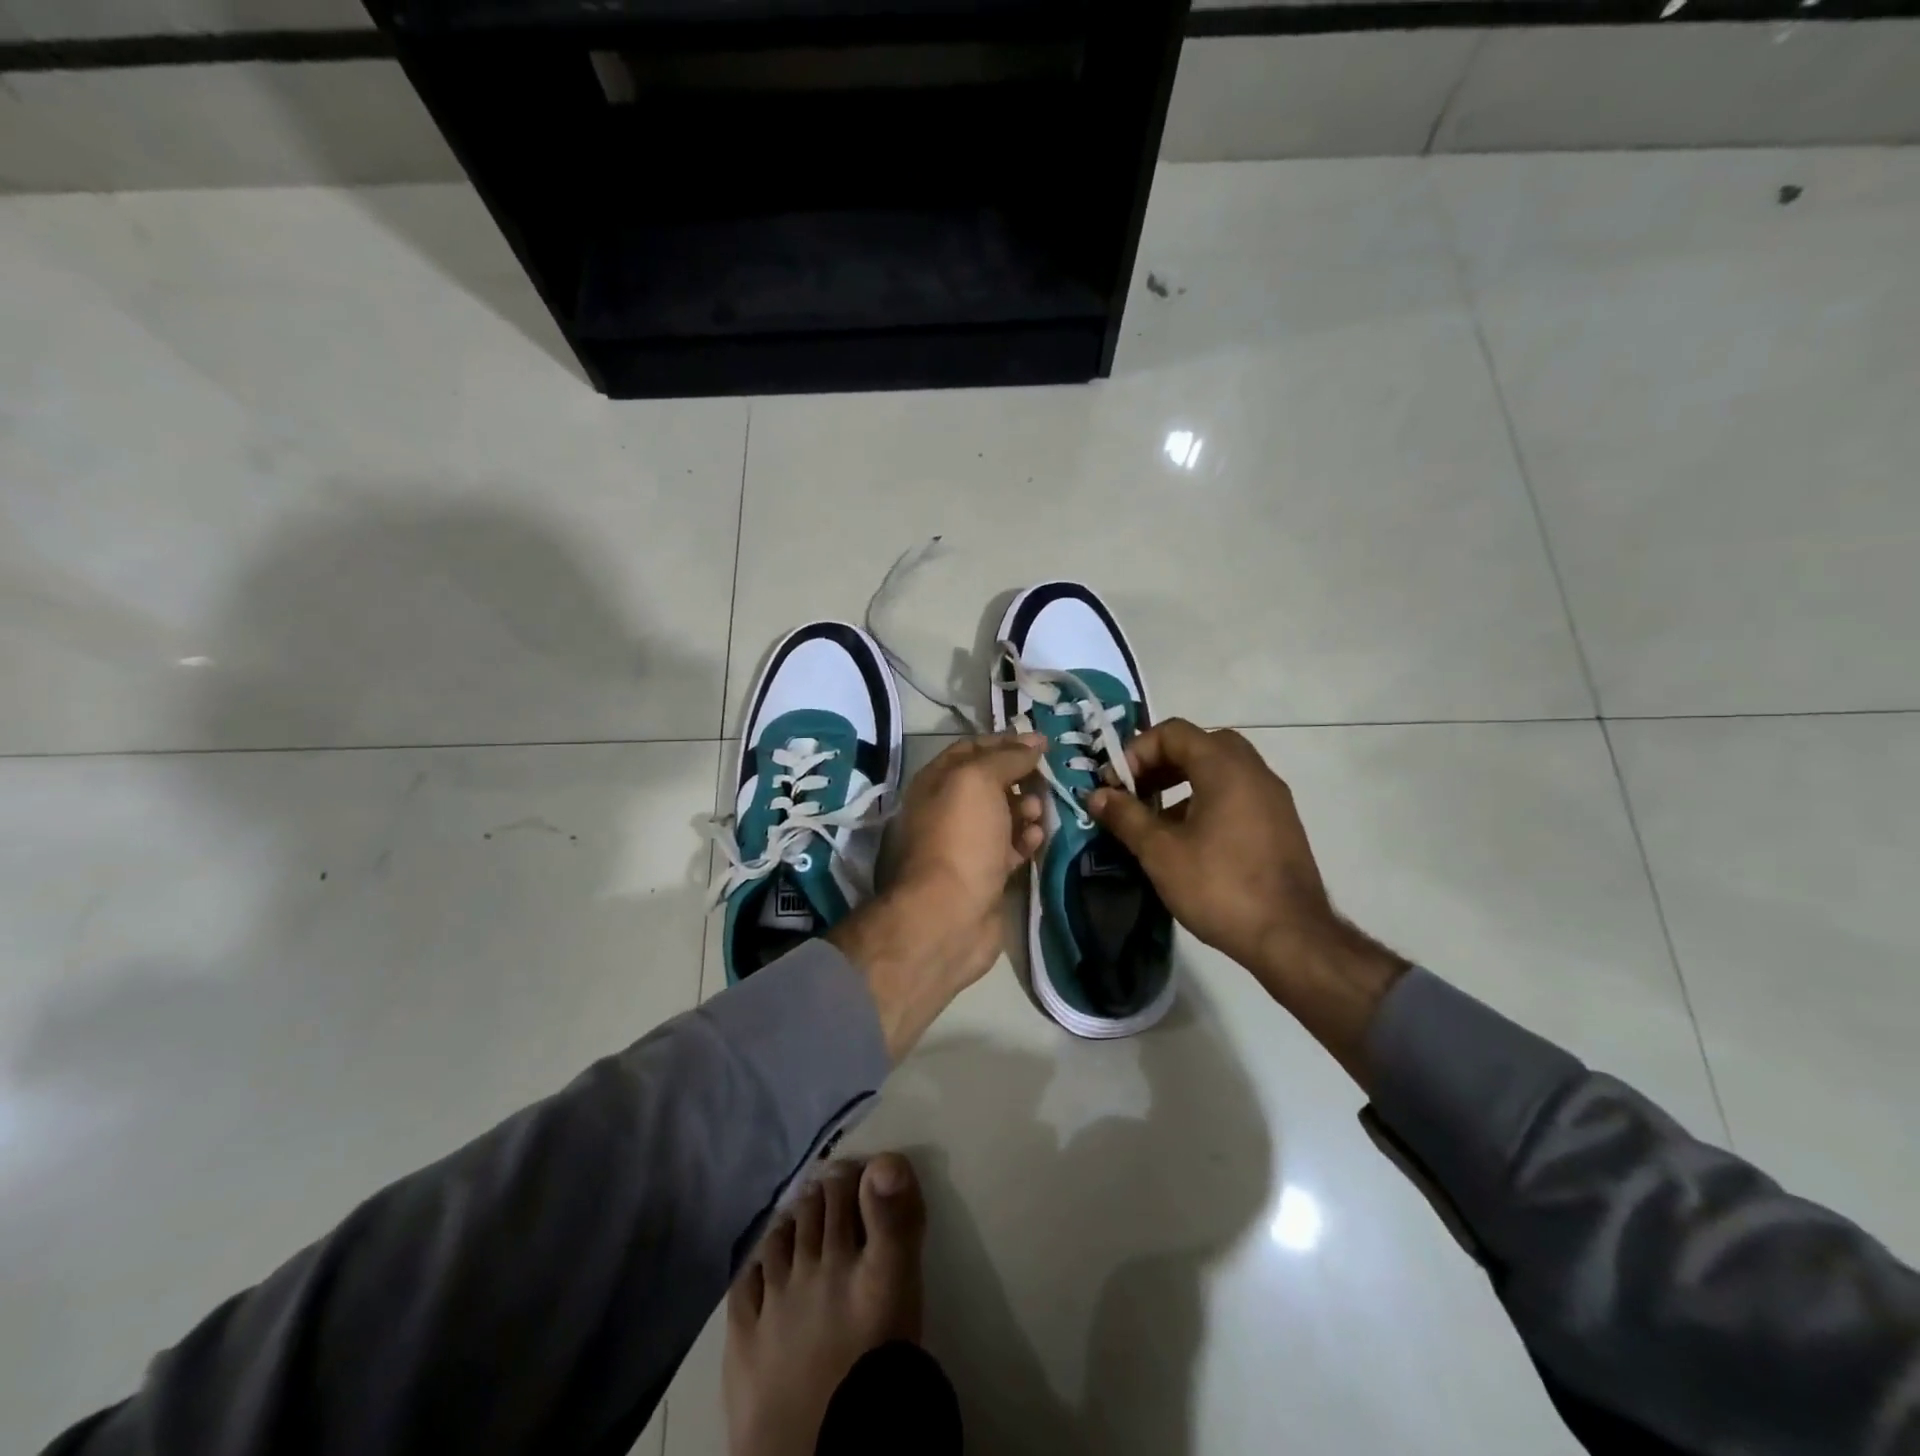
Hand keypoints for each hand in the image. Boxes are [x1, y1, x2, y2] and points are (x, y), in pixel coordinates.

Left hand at [829, 734, 1044, 1059]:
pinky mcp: (985, 875)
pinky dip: (1026, 840)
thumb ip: (1006, 757)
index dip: (1005, 742)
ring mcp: (965, 844)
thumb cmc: (960, 838)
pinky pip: (1010, 848)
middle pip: (990, 783)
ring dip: (1026, 809)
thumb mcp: (978, 782)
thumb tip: (1033, 742)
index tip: (1041, 743)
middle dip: (1020, 778)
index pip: (971, 750)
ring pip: (1003, 816)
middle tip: (1045, 779)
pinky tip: (1037, 839)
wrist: (948, 915)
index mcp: (935, 782)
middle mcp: (947, 810)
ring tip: (1037, 814)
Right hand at [1086, 719, 1406, 1084]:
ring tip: (1156, 818)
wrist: (1291, 937)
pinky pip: (1237, 793)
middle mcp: (1254, 771)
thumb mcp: (1160, 851)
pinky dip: (1206, 799)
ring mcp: (1272, 797)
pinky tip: (1188, 839)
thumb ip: (1125, 816)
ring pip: (1220, 770)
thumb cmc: (1219, 886)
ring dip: (1182, 782)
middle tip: (1136, 792)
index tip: (1117, 785)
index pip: (1173, 732)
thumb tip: (1096, 795)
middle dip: (1160, 763)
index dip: (1137, 751)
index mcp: (1225, 767)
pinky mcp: (1280, 823)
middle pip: (1199, 745)